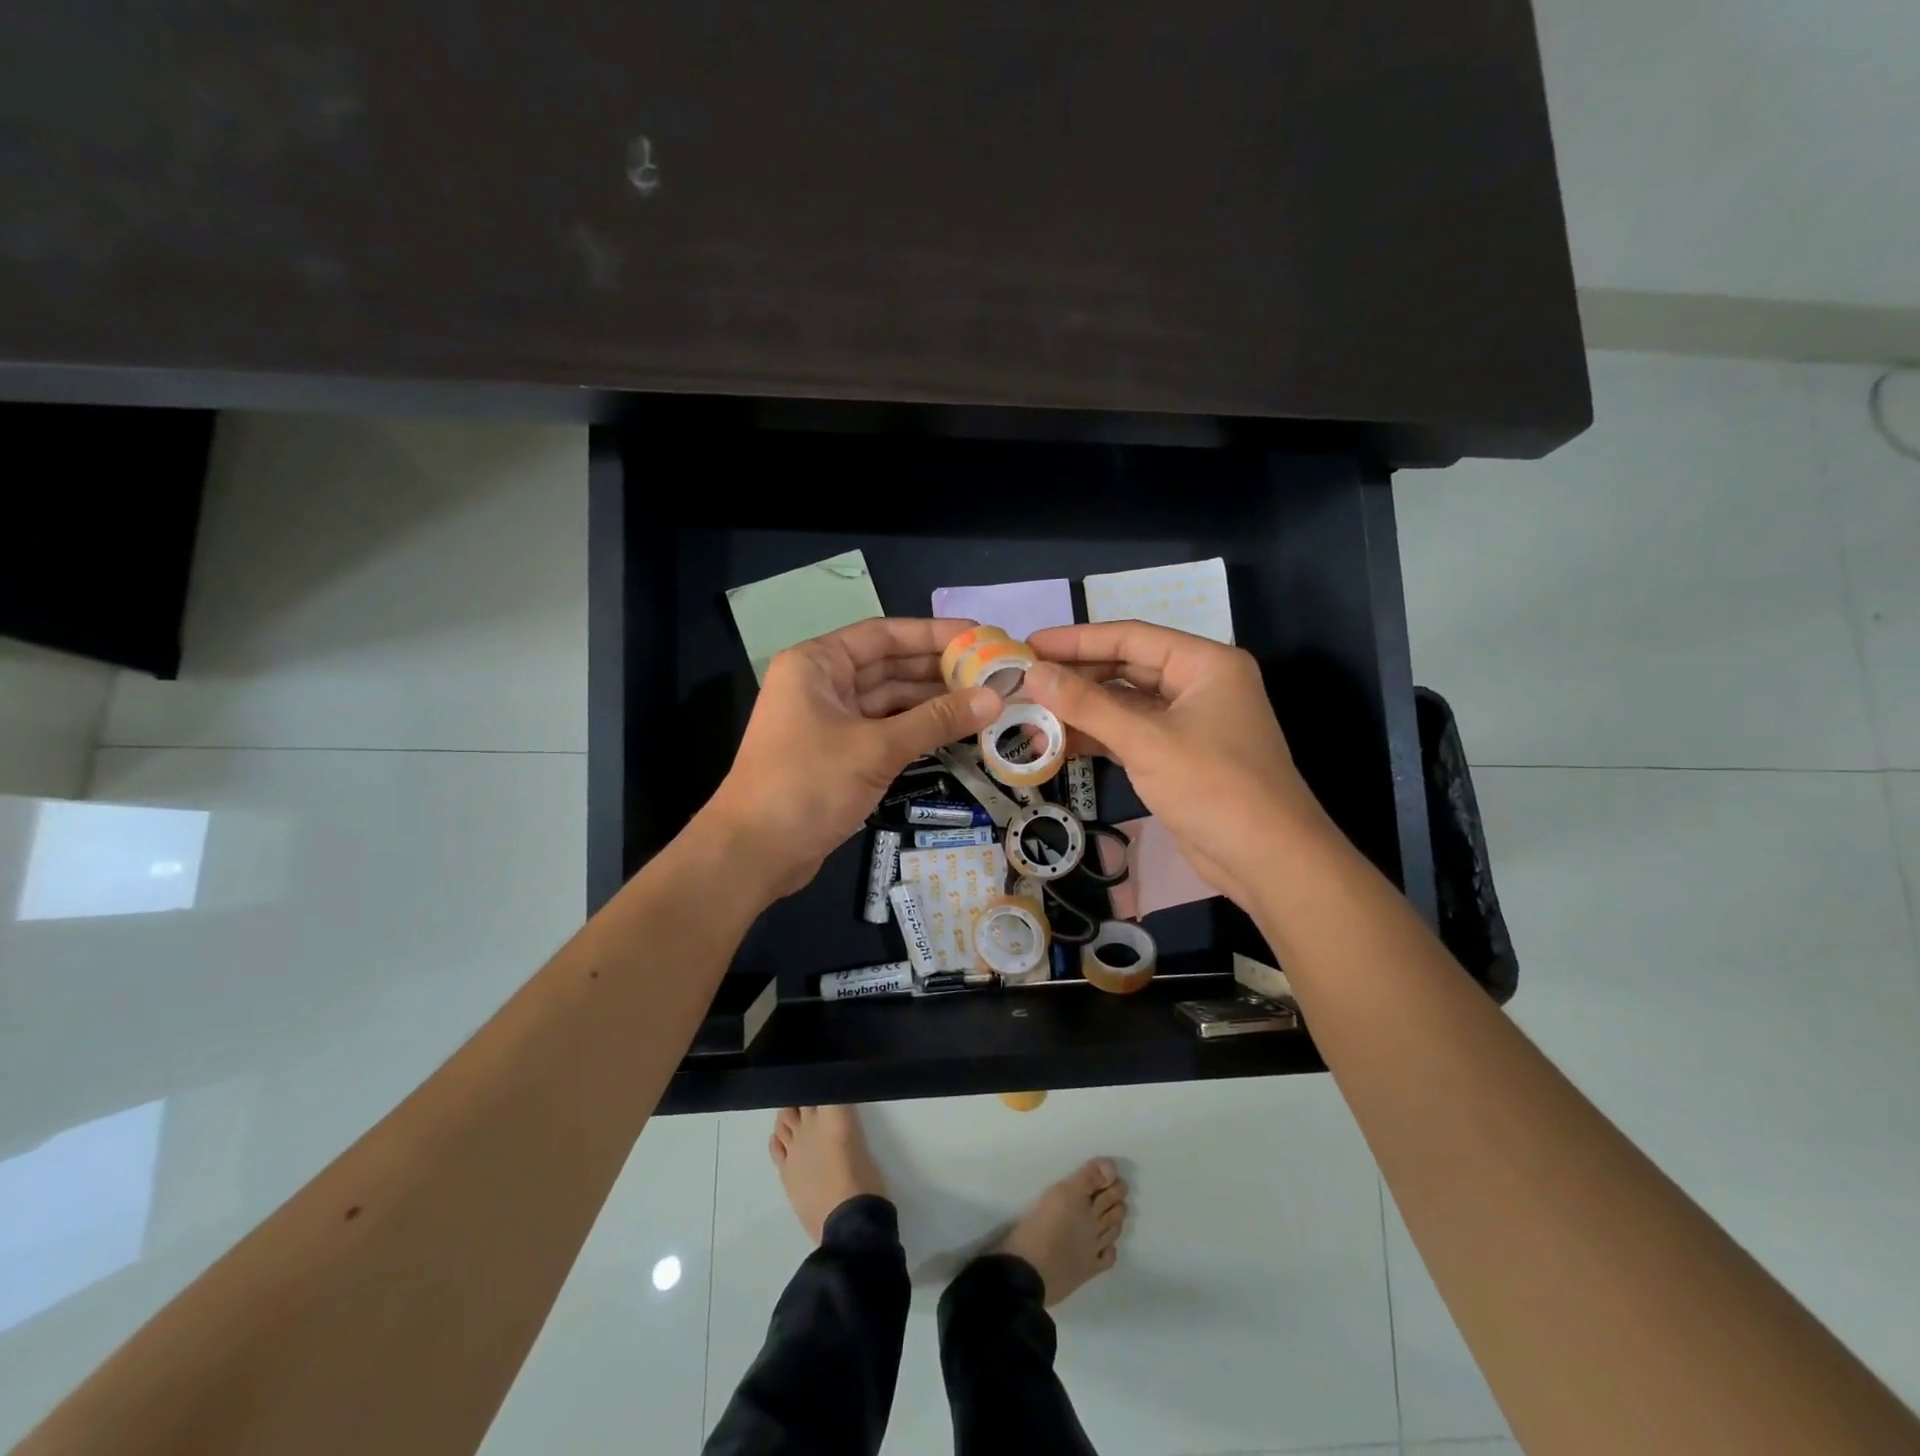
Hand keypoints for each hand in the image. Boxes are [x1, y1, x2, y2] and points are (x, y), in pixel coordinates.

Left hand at [703, 618, 1001, 898]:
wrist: (754, 852)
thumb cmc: (808, 784)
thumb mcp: (876, 747)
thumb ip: (936, 719)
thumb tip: (994, 698)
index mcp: (817, 664)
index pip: (884, 635)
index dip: (933, 634)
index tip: (979, 636)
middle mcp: (822, 684)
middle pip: (889, 666)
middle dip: (938, 670)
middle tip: (992, 673)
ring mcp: (829, 721)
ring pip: (889, 701)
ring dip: (931, 702)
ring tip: (984, 701)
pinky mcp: (837, 754)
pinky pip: (884, 730)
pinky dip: (916, 730)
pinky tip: (954, 730)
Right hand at [1024, 622, 1330, 910]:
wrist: (1268, 861)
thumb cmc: (1214, 787)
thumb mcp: (1146, 741)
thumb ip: (1087, 705)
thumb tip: (1033, 674)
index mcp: (1204, 664)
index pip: (1130, 637)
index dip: (1076, 639)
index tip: (1029, 644)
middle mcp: (1198, 685)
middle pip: (1125, 668)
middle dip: (1075, 676)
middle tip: (1023, 681)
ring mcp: (1188, 723)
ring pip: (1124, 704)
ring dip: (1081, 710)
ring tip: (1029, 713)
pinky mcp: (1177, 757)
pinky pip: (1129, 735)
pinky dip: (1096, 737)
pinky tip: (1057, 742)